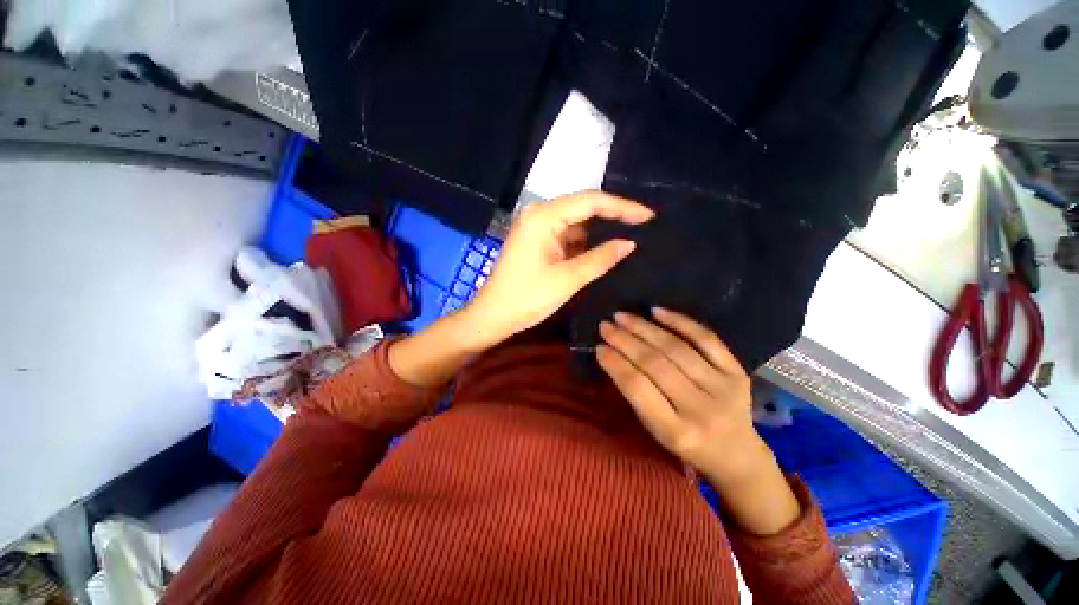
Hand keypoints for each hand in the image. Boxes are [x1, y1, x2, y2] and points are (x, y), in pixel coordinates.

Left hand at [466, 191, 653, 345]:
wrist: (492, 317)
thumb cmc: (526, 298)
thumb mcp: (567, 279)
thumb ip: (600, 258)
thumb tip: (630, 243)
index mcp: (543, 216)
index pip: (591, 201)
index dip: (622, 207)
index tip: (649, 216)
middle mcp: (539, 214)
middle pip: (584, 209)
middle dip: (613, 217)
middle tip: (644, 225)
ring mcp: (537, 228)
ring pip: (577, 224)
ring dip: (600, 232)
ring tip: (631, 237)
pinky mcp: (537, 242)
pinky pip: (567, 237)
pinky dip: (585, 244)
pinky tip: (605, 250)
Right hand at [595, 308, 767, 486]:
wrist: (738, 454)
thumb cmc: (687, 444)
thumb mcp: (656, 431)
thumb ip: (637, 396)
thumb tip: (613, 355)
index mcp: (676, 432)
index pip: (638, 388)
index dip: (616, 364)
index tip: (599, 347)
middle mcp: (701, 409)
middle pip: (656, 364)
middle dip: (625, 341)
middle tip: (606, 326)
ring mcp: (724, 388)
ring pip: (677, 349)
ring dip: (645, 328)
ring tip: (623, 316)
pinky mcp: (737, 372)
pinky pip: (706, 339)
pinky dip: (680, 322)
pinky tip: (657, 312)